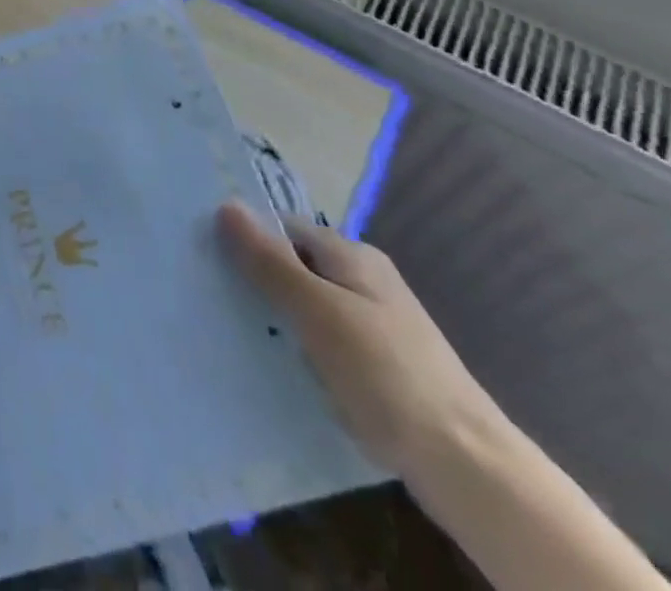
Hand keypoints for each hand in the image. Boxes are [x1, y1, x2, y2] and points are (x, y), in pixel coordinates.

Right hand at [218, 204, 502, 478]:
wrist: (466, 465)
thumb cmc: (385, 373)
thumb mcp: (317, 310)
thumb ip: (270, 260)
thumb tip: (226, 205)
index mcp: (353, 256)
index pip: (284, 228)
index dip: (246, 237)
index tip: (204, 254)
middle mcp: (364, 281)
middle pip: (294, 266)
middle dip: (255, 278)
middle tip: (208, 293)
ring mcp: (373, 325)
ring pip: (306, 307)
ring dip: (273, 316)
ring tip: (227, 329)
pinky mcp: (375, 367)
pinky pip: (320, 342)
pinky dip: (296, 347)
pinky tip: (271, 365)